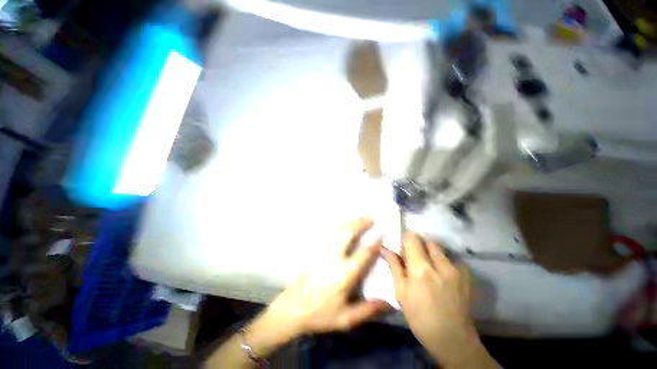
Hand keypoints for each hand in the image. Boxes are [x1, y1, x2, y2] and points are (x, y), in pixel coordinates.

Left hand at [263, 218, 390, 339]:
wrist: (293, 308)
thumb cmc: (321, 314)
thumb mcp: (346, 319)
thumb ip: (368, 310)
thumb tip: (390, 303)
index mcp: (344, 274)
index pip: (363, 253)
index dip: (374, 242)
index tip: (382, 233)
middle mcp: (334, 258)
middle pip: (348, 234)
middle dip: (361, 223)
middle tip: (371, 217)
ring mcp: (322, 251)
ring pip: (338, 230)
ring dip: (350, 222)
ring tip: (359, 216)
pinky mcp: (315, 250)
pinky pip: (328, 233)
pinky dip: (338, 226)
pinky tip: (342, 223)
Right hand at [381, 232, 492, 367]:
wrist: (453, 339)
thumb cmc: (420, 317)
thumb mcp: (401, 293)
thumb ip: (394, 266)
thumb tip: (384, 248)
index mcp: (420, 269)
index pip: (412, 238)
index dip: (406, 239)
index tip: (403, 248)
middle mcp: (440, 264)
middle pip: (427, 240)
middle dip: (419, 244)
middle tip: (414, 258)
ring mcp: (456, 269)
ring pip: (440, 248)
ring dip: (431, 252)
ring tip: (429, 267)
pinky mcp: (467, 275)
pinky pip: (452, 259)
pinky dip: (444, 261)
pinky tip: (442, 275)